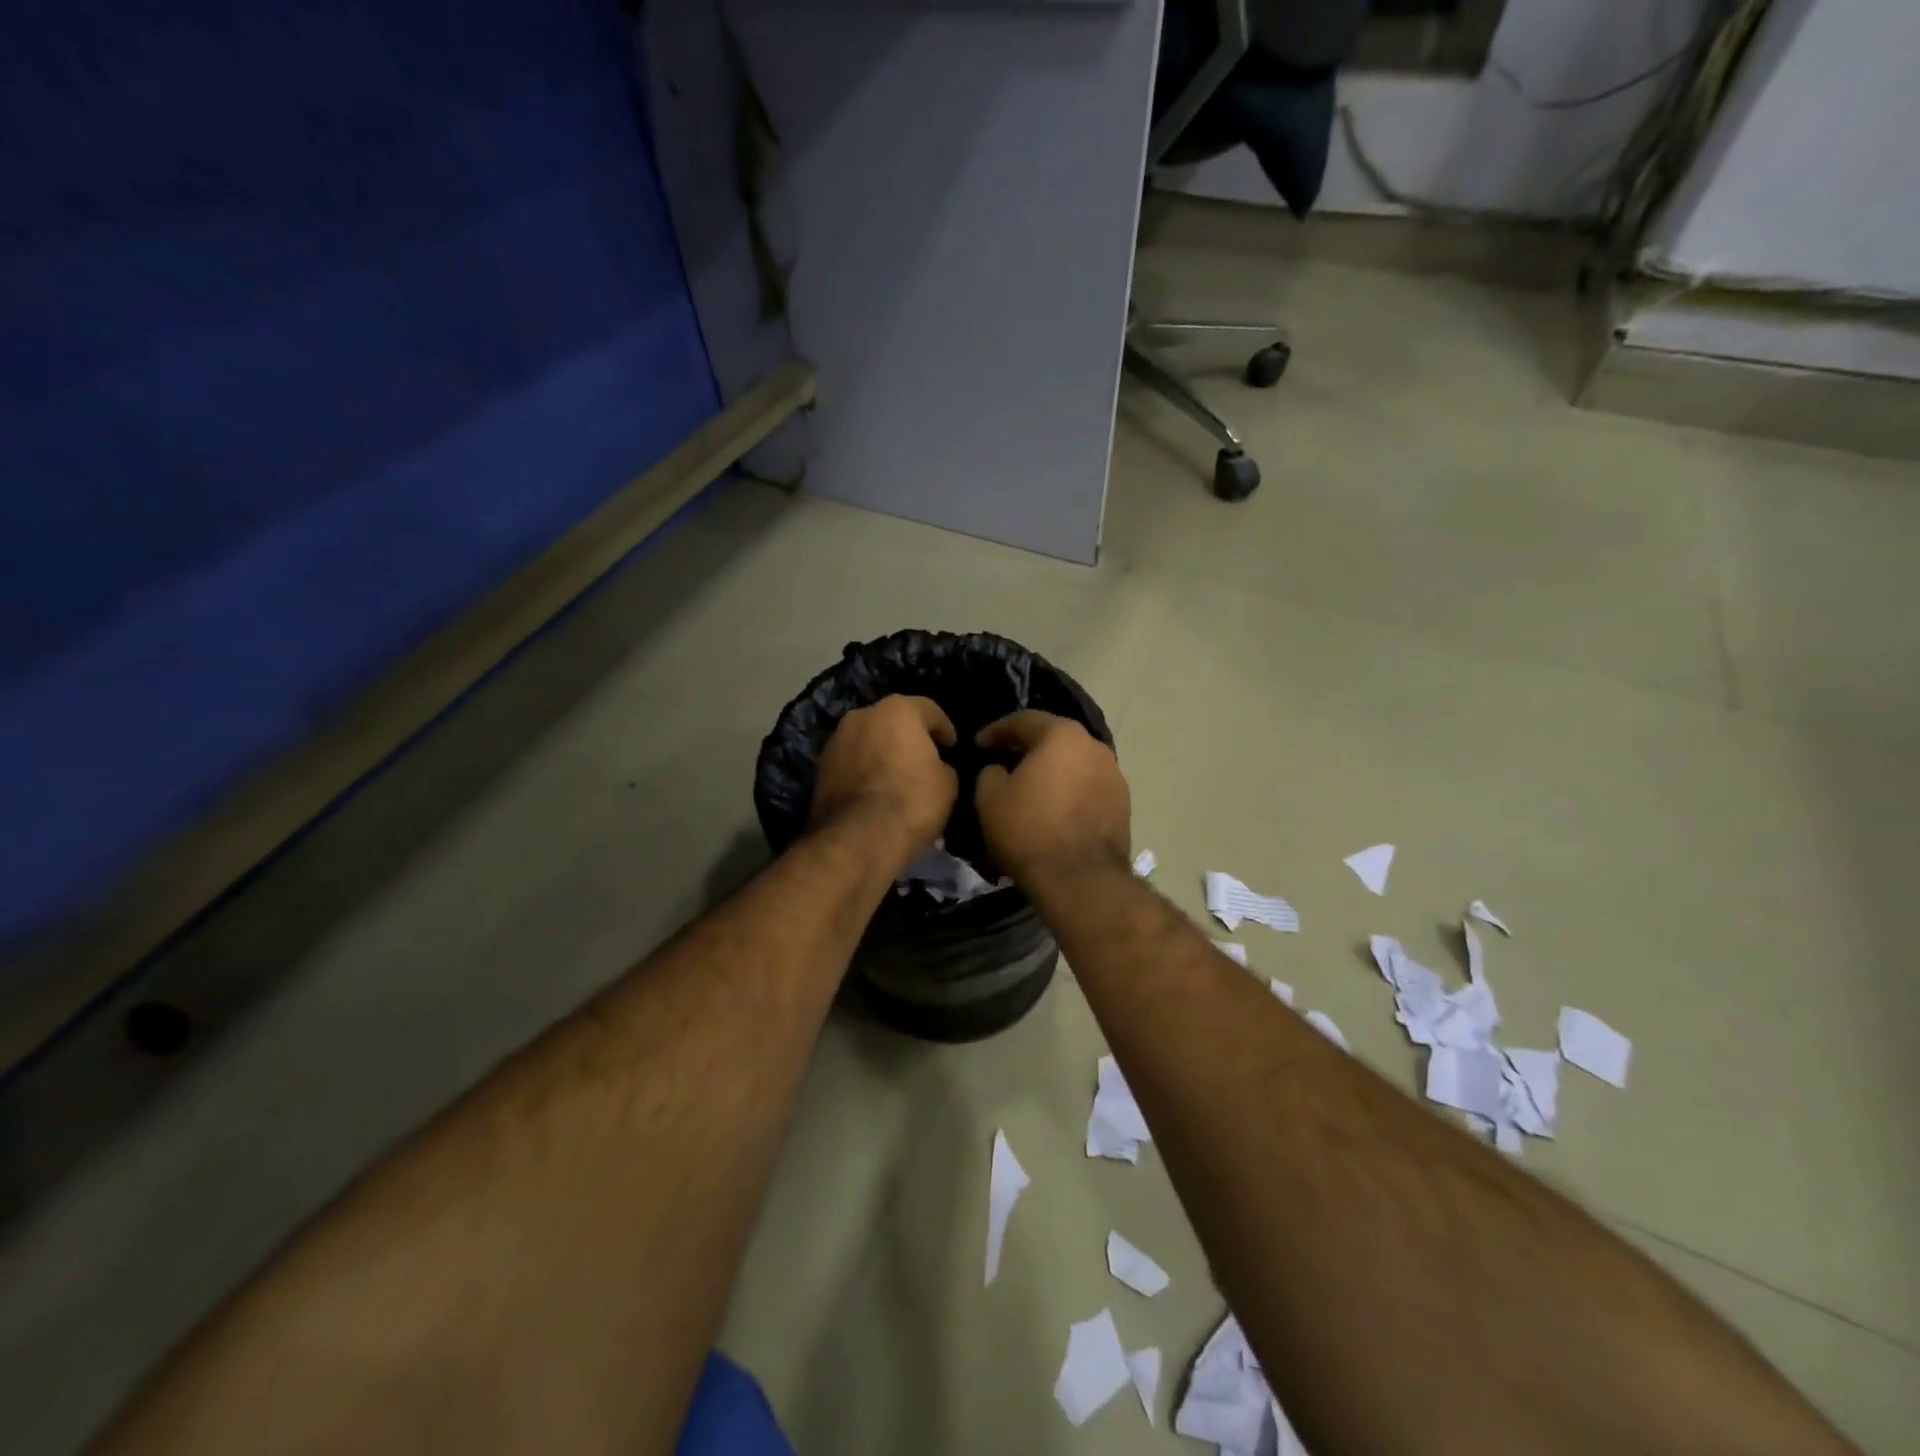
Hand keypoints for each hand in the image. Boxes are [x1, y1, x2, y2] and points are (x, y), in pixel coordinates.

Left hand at [808, 695, 958, 866]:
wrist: (858, 836)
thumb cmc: (912, 800)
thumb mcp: (947, 784)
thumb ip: (942, 766)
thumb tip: (934, 768)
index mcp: (897, 710)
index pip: (929, 710)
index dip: (945, 728)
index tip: (952, 746)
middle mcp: (862, 715)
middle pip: (893, 720)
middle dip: (909, 737)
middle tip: (924, 758)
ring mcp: (837, 740)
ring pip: (868, 740)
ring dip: (883, 752)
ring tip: (897, 776)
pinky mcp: (821, 767)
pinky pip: (852, 762)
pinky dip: (864, 770)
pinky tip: (875, 790)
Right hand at [972, 711, 1129, 885]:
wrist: (1081, 880)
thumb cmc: (1030, 830)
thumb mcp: (990, 798)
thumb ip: (990, 772)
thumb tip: (1000, 769)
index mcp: (1062, 735)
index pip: (1024, 720)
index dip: (996, 731)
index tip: (978, 745)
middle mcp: (1095, 746)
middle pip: (1054, 738)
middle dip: (1027, 747)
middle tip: (1003, 761)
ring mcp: (1114, 775)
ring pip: (1074, 763)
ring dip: (1052, 770)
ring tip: (1030, 787)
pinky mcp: (1123, 804)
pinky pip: (1088, 787)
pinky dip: (1069, 790)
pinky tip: (1054, 808)